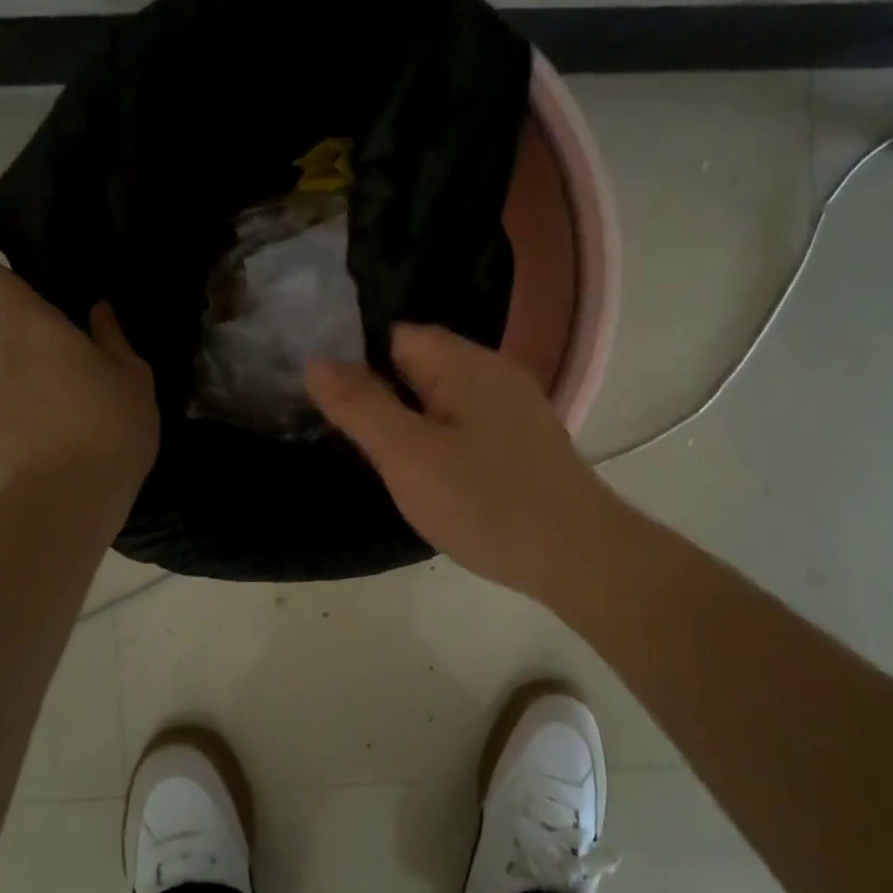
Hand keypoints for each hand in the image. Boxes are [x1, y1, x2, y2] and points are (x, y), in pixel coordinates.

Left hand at [0, 262, 157, 491]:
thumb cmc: (112, 426)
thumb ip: (111, 337)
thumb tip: (97, 311)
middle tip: (30, 362)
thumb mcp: (133, 378)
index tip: (31, 307)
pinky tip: (29, 445)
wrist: (69, 496)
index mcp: (29, 326)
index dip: (2, 286)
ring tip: (35, 414)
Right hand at [305, 324, 630, 605]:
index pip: (394, 335)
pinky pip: (467, 424)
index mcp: (464, 362)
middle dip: (382, 394)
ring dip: (411, 420)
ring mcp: (514, 406)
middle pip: (419, 365)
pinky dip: (442, 439)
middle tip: (349, 438)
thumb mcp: (407, 456)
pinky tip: (432, 475)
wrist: (576, 556)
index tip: (330, 402)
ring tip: (384, 459)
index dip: (356, 361)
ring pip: (443, 398)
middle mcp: (493, 371)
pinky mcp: (524, 440)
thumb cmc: (484, 503)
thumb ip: (360, 406)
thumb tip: (316, 360)